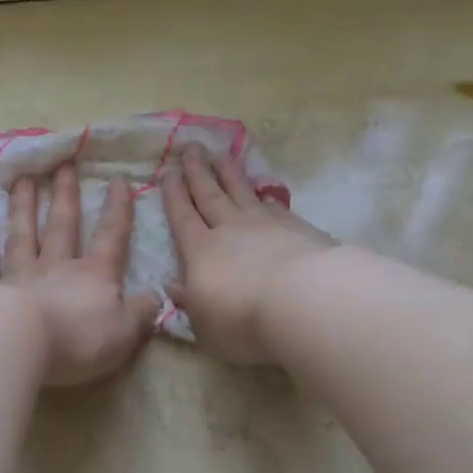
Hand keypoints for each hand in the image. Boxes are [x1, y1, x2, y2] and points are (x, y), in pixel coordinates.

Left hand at [0, 163, 159, 386]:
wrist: (18, 342)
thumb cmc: (78, 338)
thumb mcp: (124, 331)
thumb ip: (141, 313)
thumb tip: (155, 298)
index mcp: (94, 276)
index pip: (111, 238)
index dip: (118, 211)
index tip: (118, 181)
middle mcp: (56, 268)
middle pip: (62, 226)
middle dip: (66, 196)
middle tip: (63, 165)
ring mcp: (19, 276)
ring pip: (23, 236)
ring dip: (25, 208)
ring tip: (24, 182)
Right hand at [162, 146, 335, 365]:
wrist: (304, 301)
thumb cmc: (243, 320)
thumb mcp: (205, 324)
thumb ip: (190, 303)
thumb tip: (175, 286)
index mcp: (200, 252)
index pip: (182, 217)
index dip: (174, 195)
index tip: (168, 173)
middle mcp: (230, 229)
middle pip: (209, 194)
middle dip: (198, 171)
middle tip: (191, 147)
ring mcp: (265, 224)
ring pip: (241, 191)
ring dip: (229, 173)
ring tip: (221, 154)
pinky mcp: (297, 227)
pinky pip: (274, 206)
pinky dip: (264, 197)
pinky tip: (263, 193)